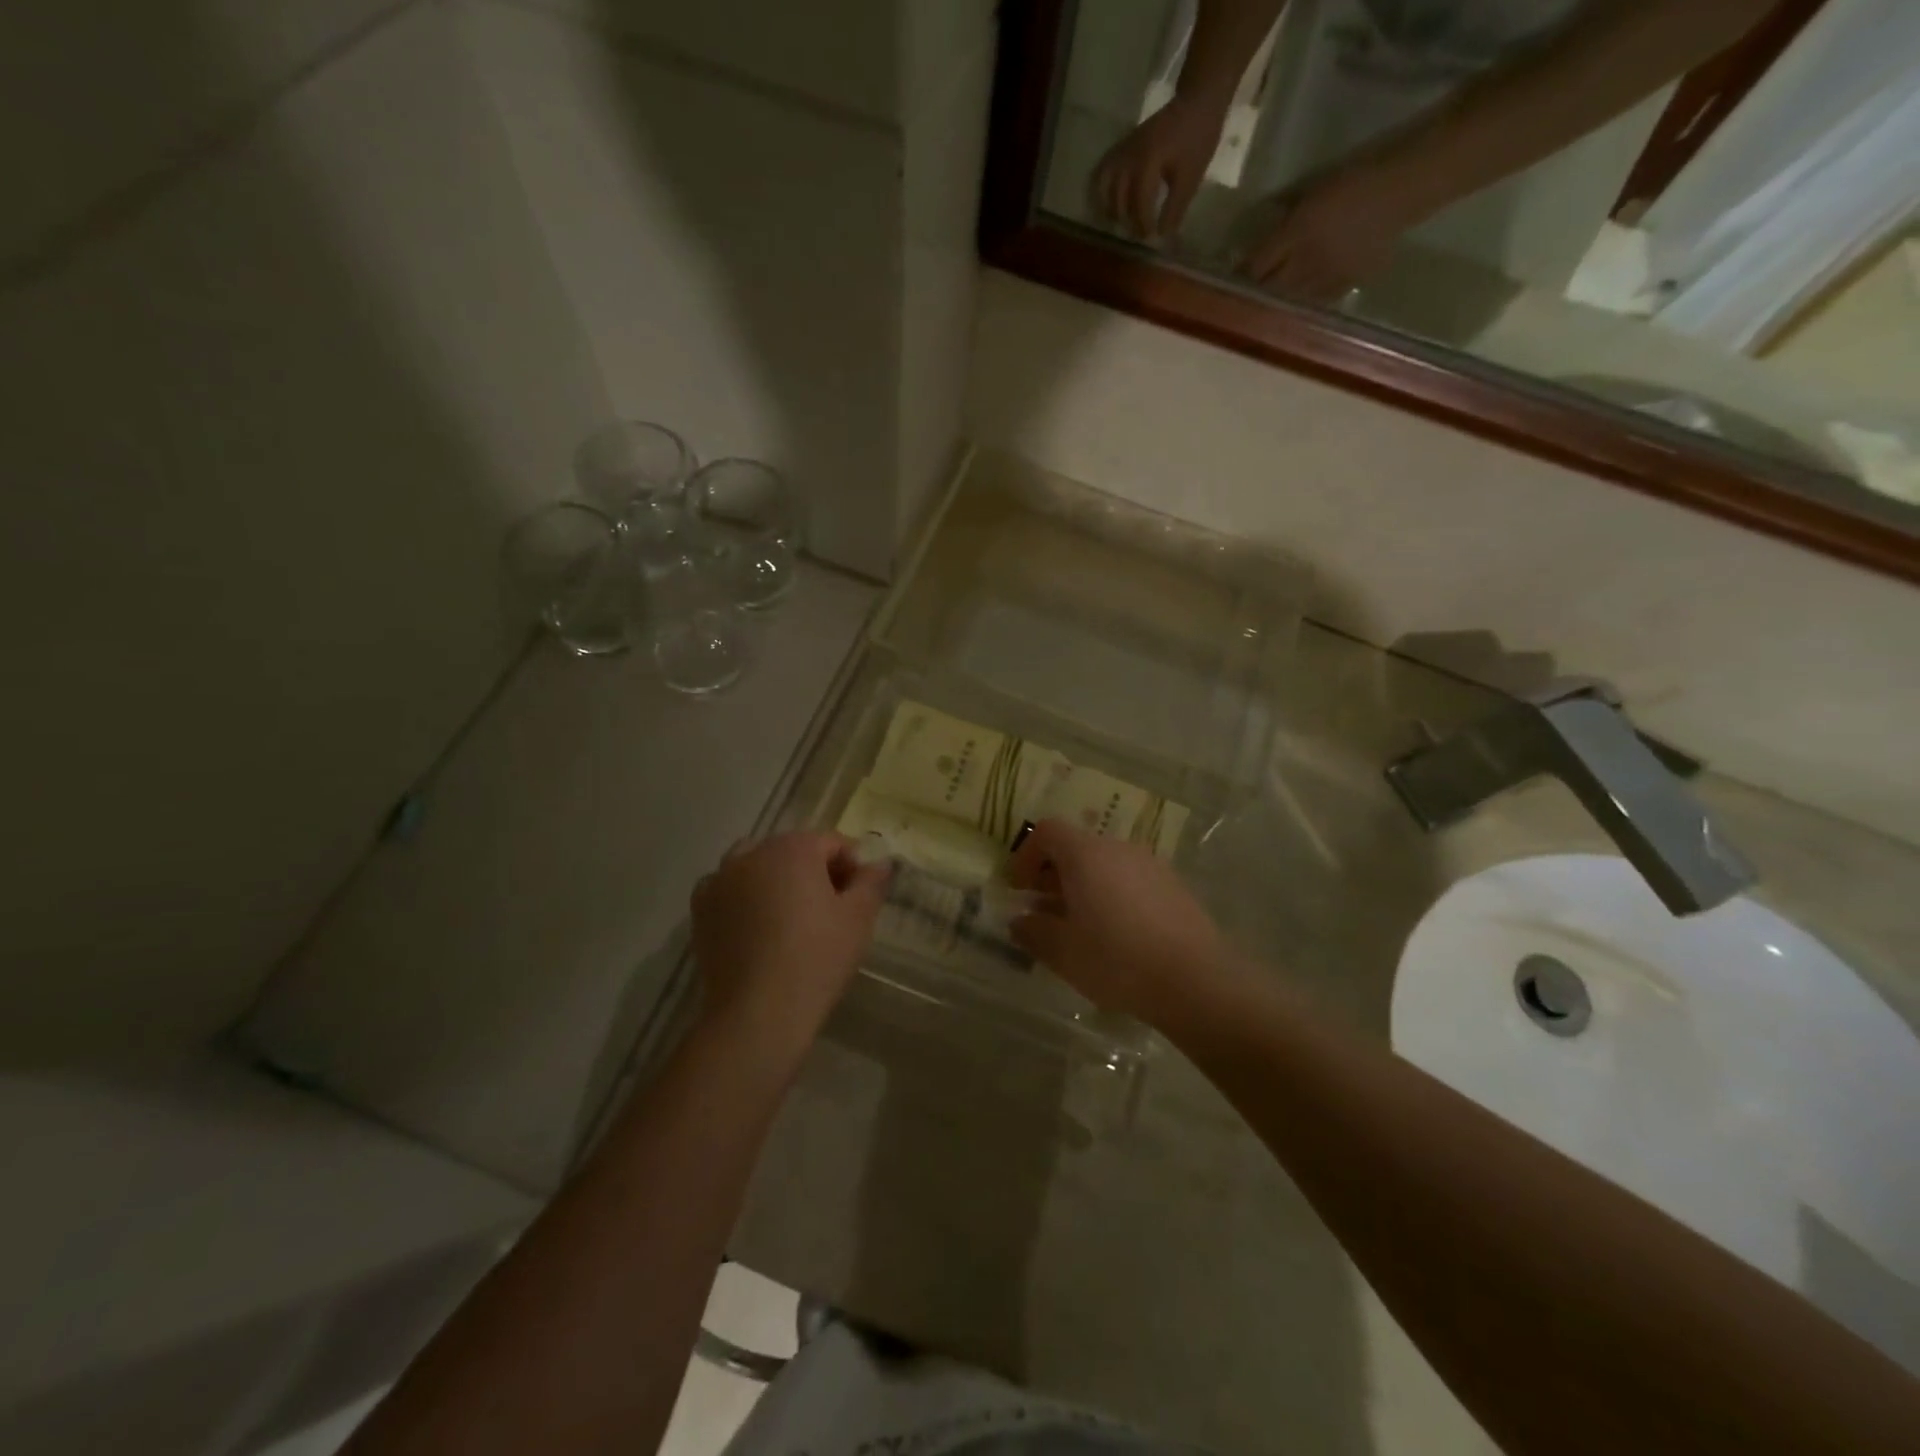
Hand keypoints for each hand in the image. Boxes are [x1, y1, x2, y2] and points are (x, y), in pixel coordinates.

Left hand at [690, 833, 887, 1040]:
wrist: (758, 1013)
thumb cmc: (817, 958)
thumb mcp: (859, 918)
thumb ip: (871, 882)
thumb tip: (878, 863)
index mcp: (794, 848)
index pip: (832, 843)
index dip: (852, 866)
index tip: (859, 897)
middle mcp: (753, 853)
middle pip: (793, 850)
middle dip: (814, 871)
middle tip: (831, 909)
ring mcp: (721, 879)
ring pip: (757, 865)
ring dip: (777, 879)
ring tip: (790, 916)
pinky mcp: (701, 909)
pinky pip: (728, 889)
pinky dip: (743, 897)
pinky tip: (756, 926)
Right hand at [1006, 820, 1228, 1028]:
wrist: (1197, 980)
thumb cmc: (1118, 960)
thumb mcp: (1062, 953)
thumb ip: (1033, 932)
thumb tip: (1020, 921)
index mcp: (1086, 855)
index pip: (1047, 831)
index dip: (1026, 856)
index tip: (1019, 890)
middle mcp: (1119, 849)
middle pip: (1076, 847)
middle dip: (1053, 875)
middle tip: (1044, 913)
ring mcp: (1151, 865)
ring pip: (1105, 864)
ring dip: (1083, 887)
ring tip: (1080, 929)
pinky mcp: (1174, 886)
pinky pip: (1130, 880)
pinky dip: (1113, 896)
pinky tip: (1117, 937)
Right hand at [1091, 95, 1229, 241]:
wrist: (1196, 101)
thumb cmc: (1197, 138)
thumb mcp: (1190, 177)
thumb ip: (1175, 208)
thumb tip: (1162, 235)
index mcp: (1147, 163)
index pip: (1139, 204)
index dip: (1144, 224)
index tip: (1152, 237)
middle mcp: (1129, 158)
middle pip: (1118, 199)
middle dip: (1127, 221)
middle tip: (1139, 233)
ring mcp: (1122, 151)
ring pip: (1103, 187)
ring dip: (1110, 208)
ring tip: (1120, 222)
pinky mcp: (1121, 147)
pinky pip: (1102, 172)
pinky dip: (1100, 190)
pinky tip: (1109, 203)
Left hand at [1239, 159, 1419, 301]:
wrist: (1404, 187)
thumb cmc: (1356, 177)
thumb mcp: (1313, 189)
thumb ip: (1286, 213)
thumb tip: (1264, 228)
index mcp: (1297, 232)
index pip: (1257, 264)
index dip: (1243, 273)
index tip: (1234, 277)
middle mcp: (1307, 260)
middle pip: (1270, 288)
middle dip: (1257, 291)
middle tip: (1249, 292)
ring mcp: (1328, 276)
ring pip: (1291, 299)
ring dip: (1279, 299)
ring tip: (1273, 298)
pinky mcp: (1348, 284)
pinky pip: (1318, 300)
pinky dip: (1306, 299)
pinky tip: (1303, 297)